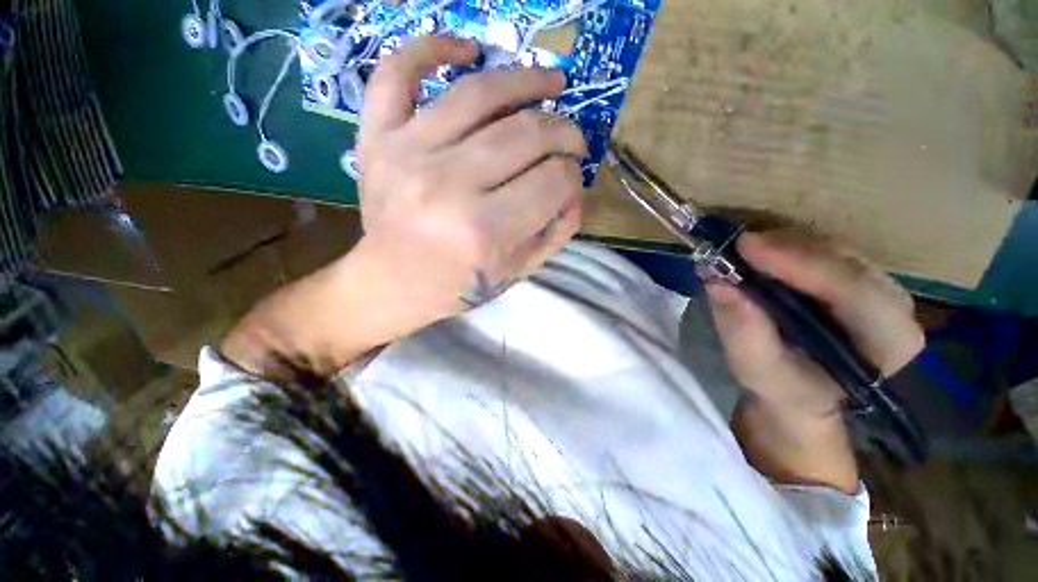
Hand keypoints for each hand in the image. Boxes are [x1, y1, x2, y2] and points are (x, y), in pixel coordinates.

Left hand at [355, 36, 586, 319]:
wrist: (393, 282)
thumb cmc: (458, 283)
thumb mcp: (516, 270)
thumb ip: (555, 232)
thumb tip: (577, 190)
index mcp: (484, 231)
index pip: (553, 181)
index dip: (573, 177)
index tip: (571, 179)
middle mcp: (448, 186)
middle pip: (526, 134)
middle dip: (564, 131)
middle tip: (572, 138)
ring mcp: (407, 153)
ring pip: (479, 93)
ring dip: (527, 79)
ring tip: (552, 81)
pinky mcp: (376, 137)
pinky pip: (397, 72)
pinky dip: (432, 48)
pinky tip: (468, 49)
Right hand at [705, 230, 924, 418]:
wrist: (803, 393)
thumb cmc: (786, 390)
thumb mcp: (759, 371)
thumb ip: (742, 332)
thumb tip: (718, 283)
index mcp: (889, 341)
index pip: (854, 290)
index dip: (801, 264)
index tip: (746, 247)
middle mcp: (894, 306)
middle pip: (845, 261)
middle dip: (788, 249)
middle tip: (737, 246)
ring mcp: (877, 286)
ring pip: (833, 248)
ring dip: (783, 244)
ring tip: (740, 251)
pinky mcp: (855, 276)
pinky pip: (822, 248)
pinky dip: (785, 246)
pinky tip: (758, 253)